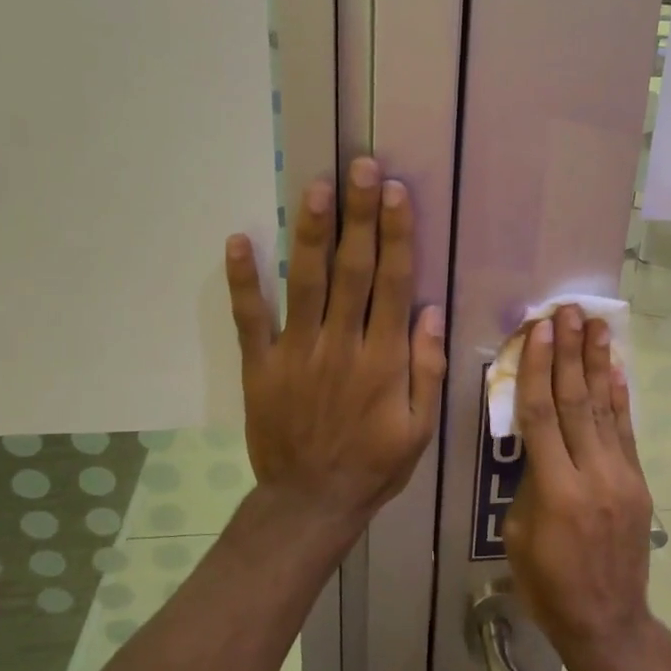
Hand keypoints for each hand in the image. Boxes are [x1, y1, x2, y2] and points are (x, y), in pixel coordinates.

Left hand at [224, 158, 445, 528]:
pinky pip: (249, 319)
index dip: (395, 235)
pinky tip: (239, 240)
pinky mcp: (260, 367)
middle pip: (352, 270)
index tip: (395, 192)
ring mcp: (295, 354)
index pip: (392, 284)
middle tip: (360, 167)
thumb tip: (432, 310)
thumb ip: (428, 368)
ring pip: (305, 284)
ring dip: (312, 233)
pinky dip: (243, 281)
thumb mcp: (421, 428)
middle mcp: (340, 346)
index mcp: (382, 360)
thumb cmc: (374, 465)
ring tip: (317, 186)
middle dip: (359, 215)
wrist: (310, 504)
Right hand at [503, 305, 660, 670]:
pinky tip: (616, 370)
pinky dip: (620, 398)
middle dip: (572, 352)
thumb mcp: (518, 535)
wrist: (608, 622)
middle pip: (577, 401)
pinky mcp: (638, 483)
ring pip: (605, 409)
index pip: (543, 414)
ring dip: (599, 364)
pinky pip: (626, 432)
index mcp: (556, 490)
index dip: (539, 368)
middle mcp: (593, 474)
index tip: (540, 330)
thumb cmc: (548, 584)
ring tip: (597, 325)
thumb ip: (529, 481)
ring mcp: (622, 477)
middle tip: (570, 311)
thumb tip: (538, 443)